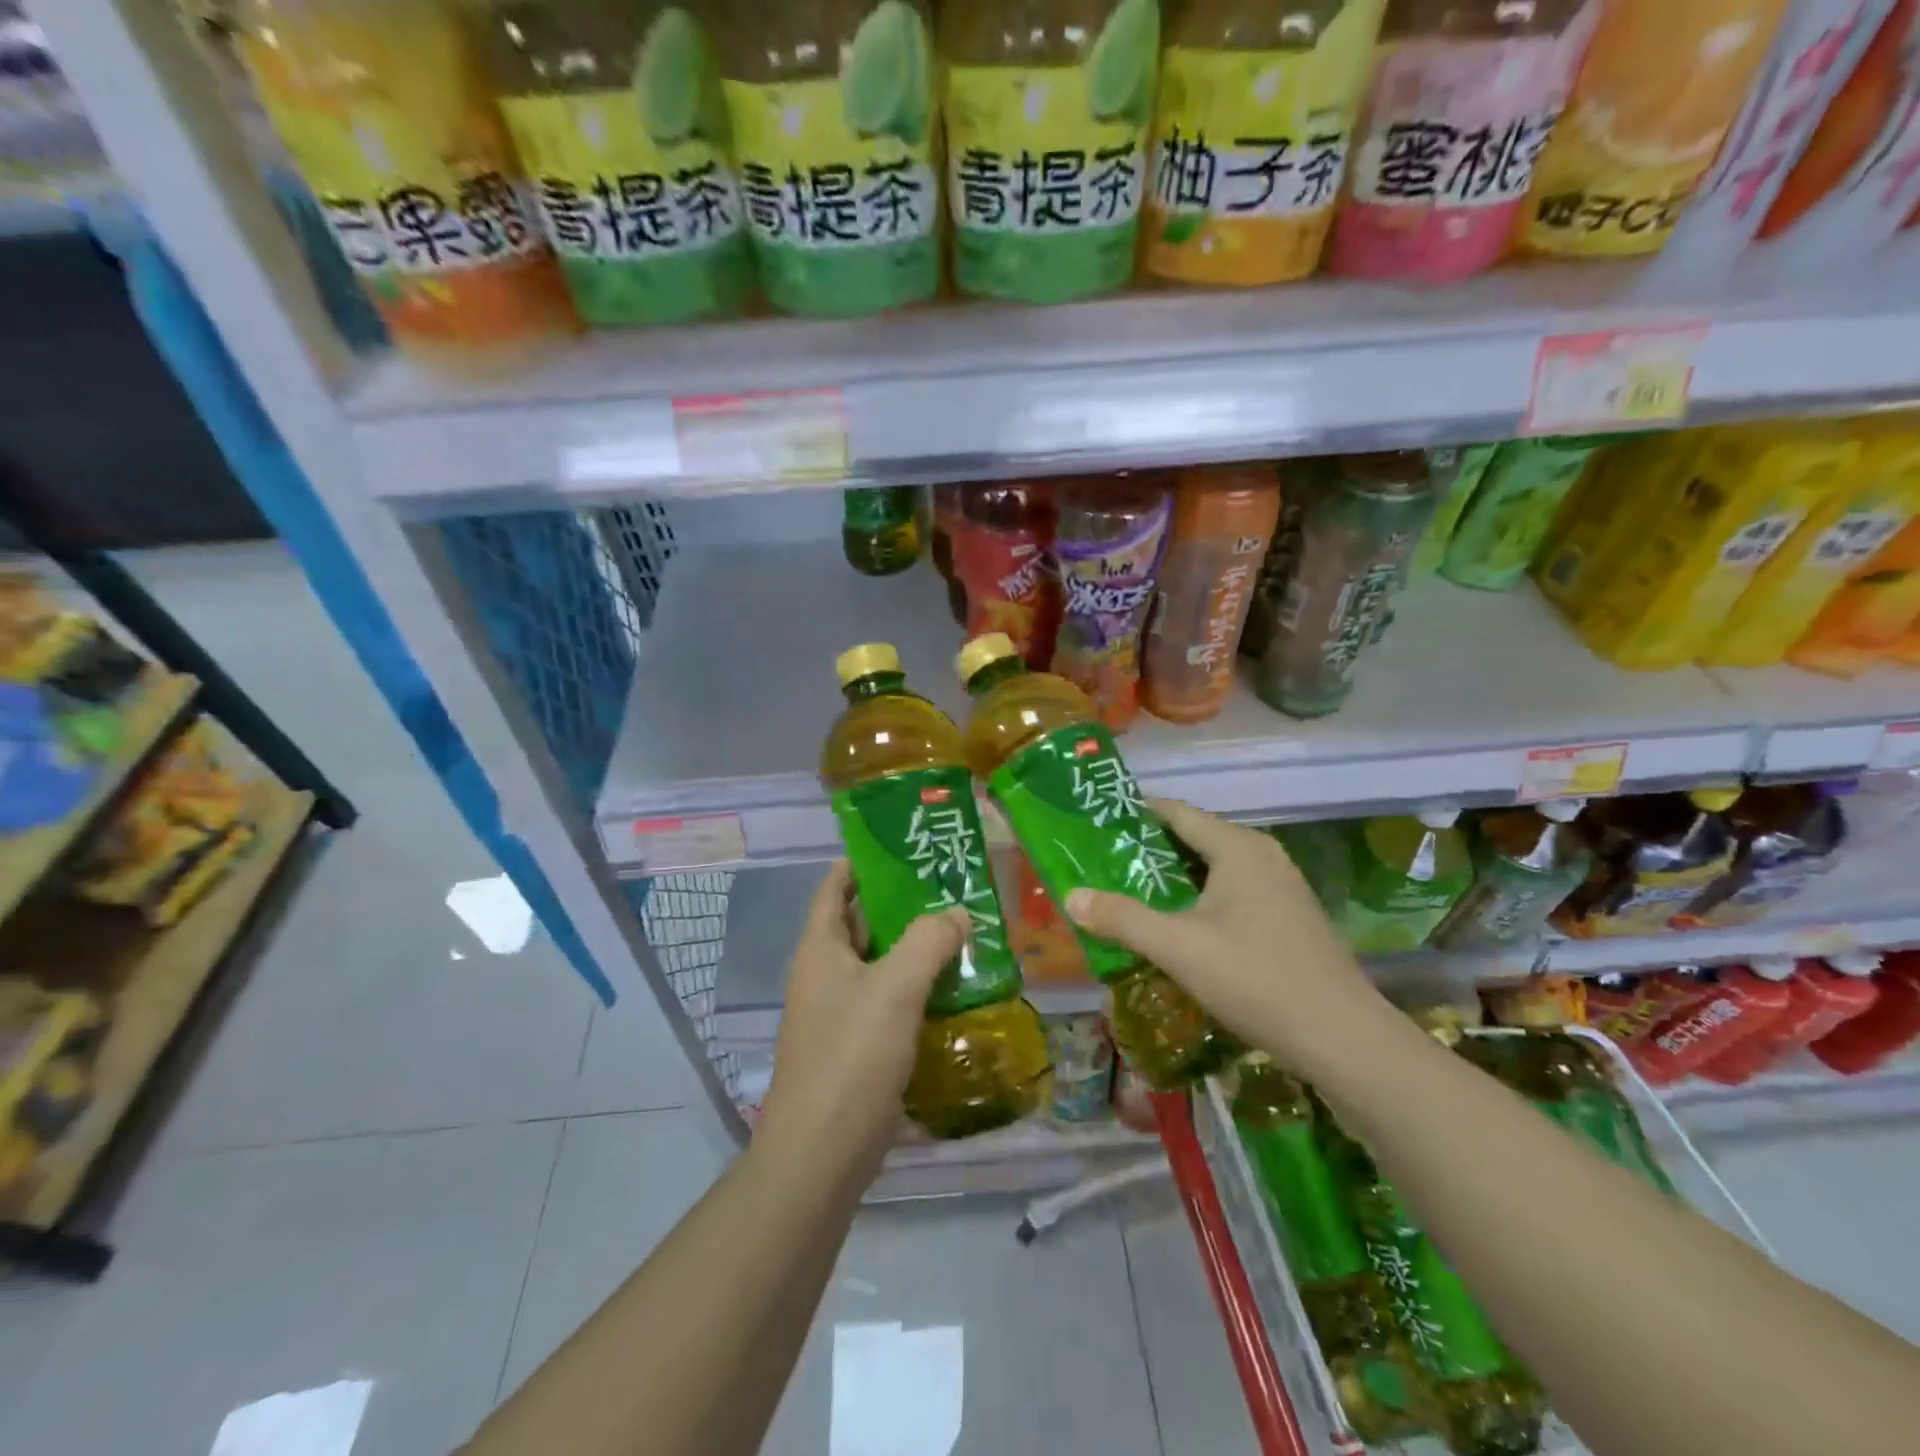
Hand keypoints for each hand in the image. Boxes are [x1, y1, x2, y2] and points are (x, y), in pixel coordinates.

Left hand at [757, 861, 967, 1178]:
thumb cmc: (852, 1057)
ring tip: (963, 931)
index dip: (864, 862)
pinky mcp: (855, 1045)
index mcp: (820, 948)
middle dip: (903, 904)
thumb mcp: (895, 988)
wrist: (821, 1154)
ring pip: (879, 964)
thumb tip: (958, 913)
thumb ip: (929, 942)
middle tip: (952, 888)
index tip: (906, 847)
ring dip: (915, 948)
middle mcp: (824, 973)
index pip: (835, 886)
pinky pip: (888, 1000)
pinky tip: (953, 988)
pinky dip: (916, 987)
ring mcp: (838, 1011)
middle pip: (862, 923)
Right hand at [1064, 800, 1390, 1081]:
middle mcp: (1263, 856)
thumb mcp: (1178, 948)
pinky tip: (1179, 929)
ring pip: (1215, 871)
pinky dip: (1200, 901)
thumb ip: (1122, 918)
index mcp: (1239, 848)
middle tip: (1104, 865)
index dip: (1136, 814)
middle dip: (1149, 852)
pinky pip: (1233, 895)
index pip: (1177, 812)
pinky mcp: (1289, 919)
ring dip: (1174, 881)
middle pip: (1195, 840)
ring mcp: (1282, 888)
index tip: (1098, 824)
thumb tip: (1071, 896)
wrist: (1343, 1039)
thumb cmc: (1256, 978)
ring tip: (1130, 896)